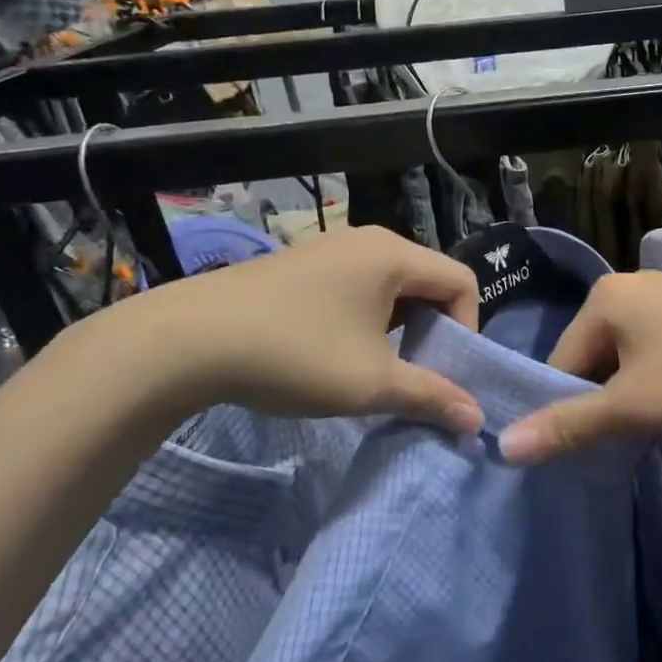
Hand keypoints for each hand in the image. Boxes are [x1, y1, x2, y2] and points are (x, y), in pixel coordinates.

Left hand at [95, 227, 484, 434]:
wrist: (184, 342)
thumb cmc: (294, 355)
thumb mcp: (371, 384)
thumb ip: (431, 396)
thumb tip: (477, 420)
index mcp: (393, 255)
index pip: (462, 281)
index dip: (468, 328)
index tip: (444, 370)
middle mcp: (368, 241)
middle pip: (428, 281)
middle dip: (434, 330)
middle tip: (415, 373)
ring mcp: (331, 249)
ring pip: (392, 286)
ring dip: (400, 327)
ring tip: (377, 368)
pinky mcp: (302, 265)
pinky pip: (359, 286)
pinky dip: (368, 319)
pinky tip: (339, 353)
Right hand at [499, 271, 661, 463]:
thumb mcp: (634, 404)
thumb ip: (572, 424)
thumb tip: (505, 446)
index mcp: (600, 301)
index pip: (560, 363)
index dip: (572, 407)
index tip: (600, 438)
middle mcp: (623, 285)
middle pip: (592, 355)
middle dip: (607, 395)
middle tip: (637, 428)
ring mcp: (661, 289)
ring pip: (625, 351)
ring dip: (635, 385)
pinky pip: (655, 340)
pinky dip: (660, 368)